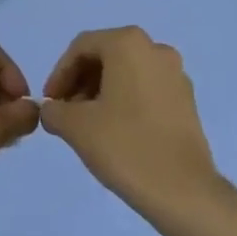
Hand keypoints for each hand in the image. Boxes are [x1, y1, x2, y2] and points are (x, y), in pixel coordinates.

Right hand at [39, 27, 227, 224]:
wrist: (183, 191)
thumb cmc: (125, 147)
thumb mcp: (76, 127)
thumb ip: (53, 110)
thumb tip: (51, 110)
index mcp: (128, 44)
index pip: (81, 47)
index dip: (59, 74)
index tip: (49, 103)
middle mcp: (155, 49)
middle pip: (106, 56)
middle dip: (80, 81)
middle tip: (65, 112)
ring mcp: (176, 74)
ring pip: (127, 72)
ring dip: (101, 92)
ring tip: (88, 124)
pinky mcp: (187, 99)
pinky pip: (146, 88)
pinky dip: (125, 100)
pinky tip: (115, 131)